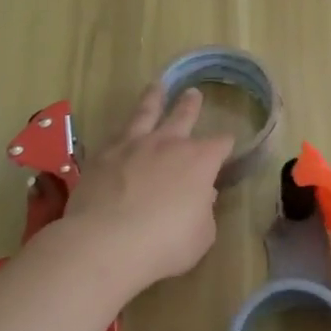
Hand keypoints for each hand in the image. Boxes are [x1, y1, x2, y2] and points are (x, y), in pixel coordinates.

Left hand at [55, 83, 233, 292]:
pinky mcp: (103, 156)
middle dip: (191, 105)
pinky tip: (121, 130)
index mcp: (200, 161)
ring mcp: (133, 146)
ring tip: (156, 86)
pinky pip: (116, 135)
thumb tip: (203, 195)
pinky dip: (123, 131)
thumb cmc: (164, 244)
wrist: (105, 243)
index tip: (227, 145)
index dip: (226, 144)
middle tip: (194, 93)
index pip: (221, 143)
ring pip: (146, 113)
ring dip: (154, 99)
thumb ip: (204, 212)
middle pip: (184, 115)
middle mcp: (169, 144)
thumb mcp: (201, 235)